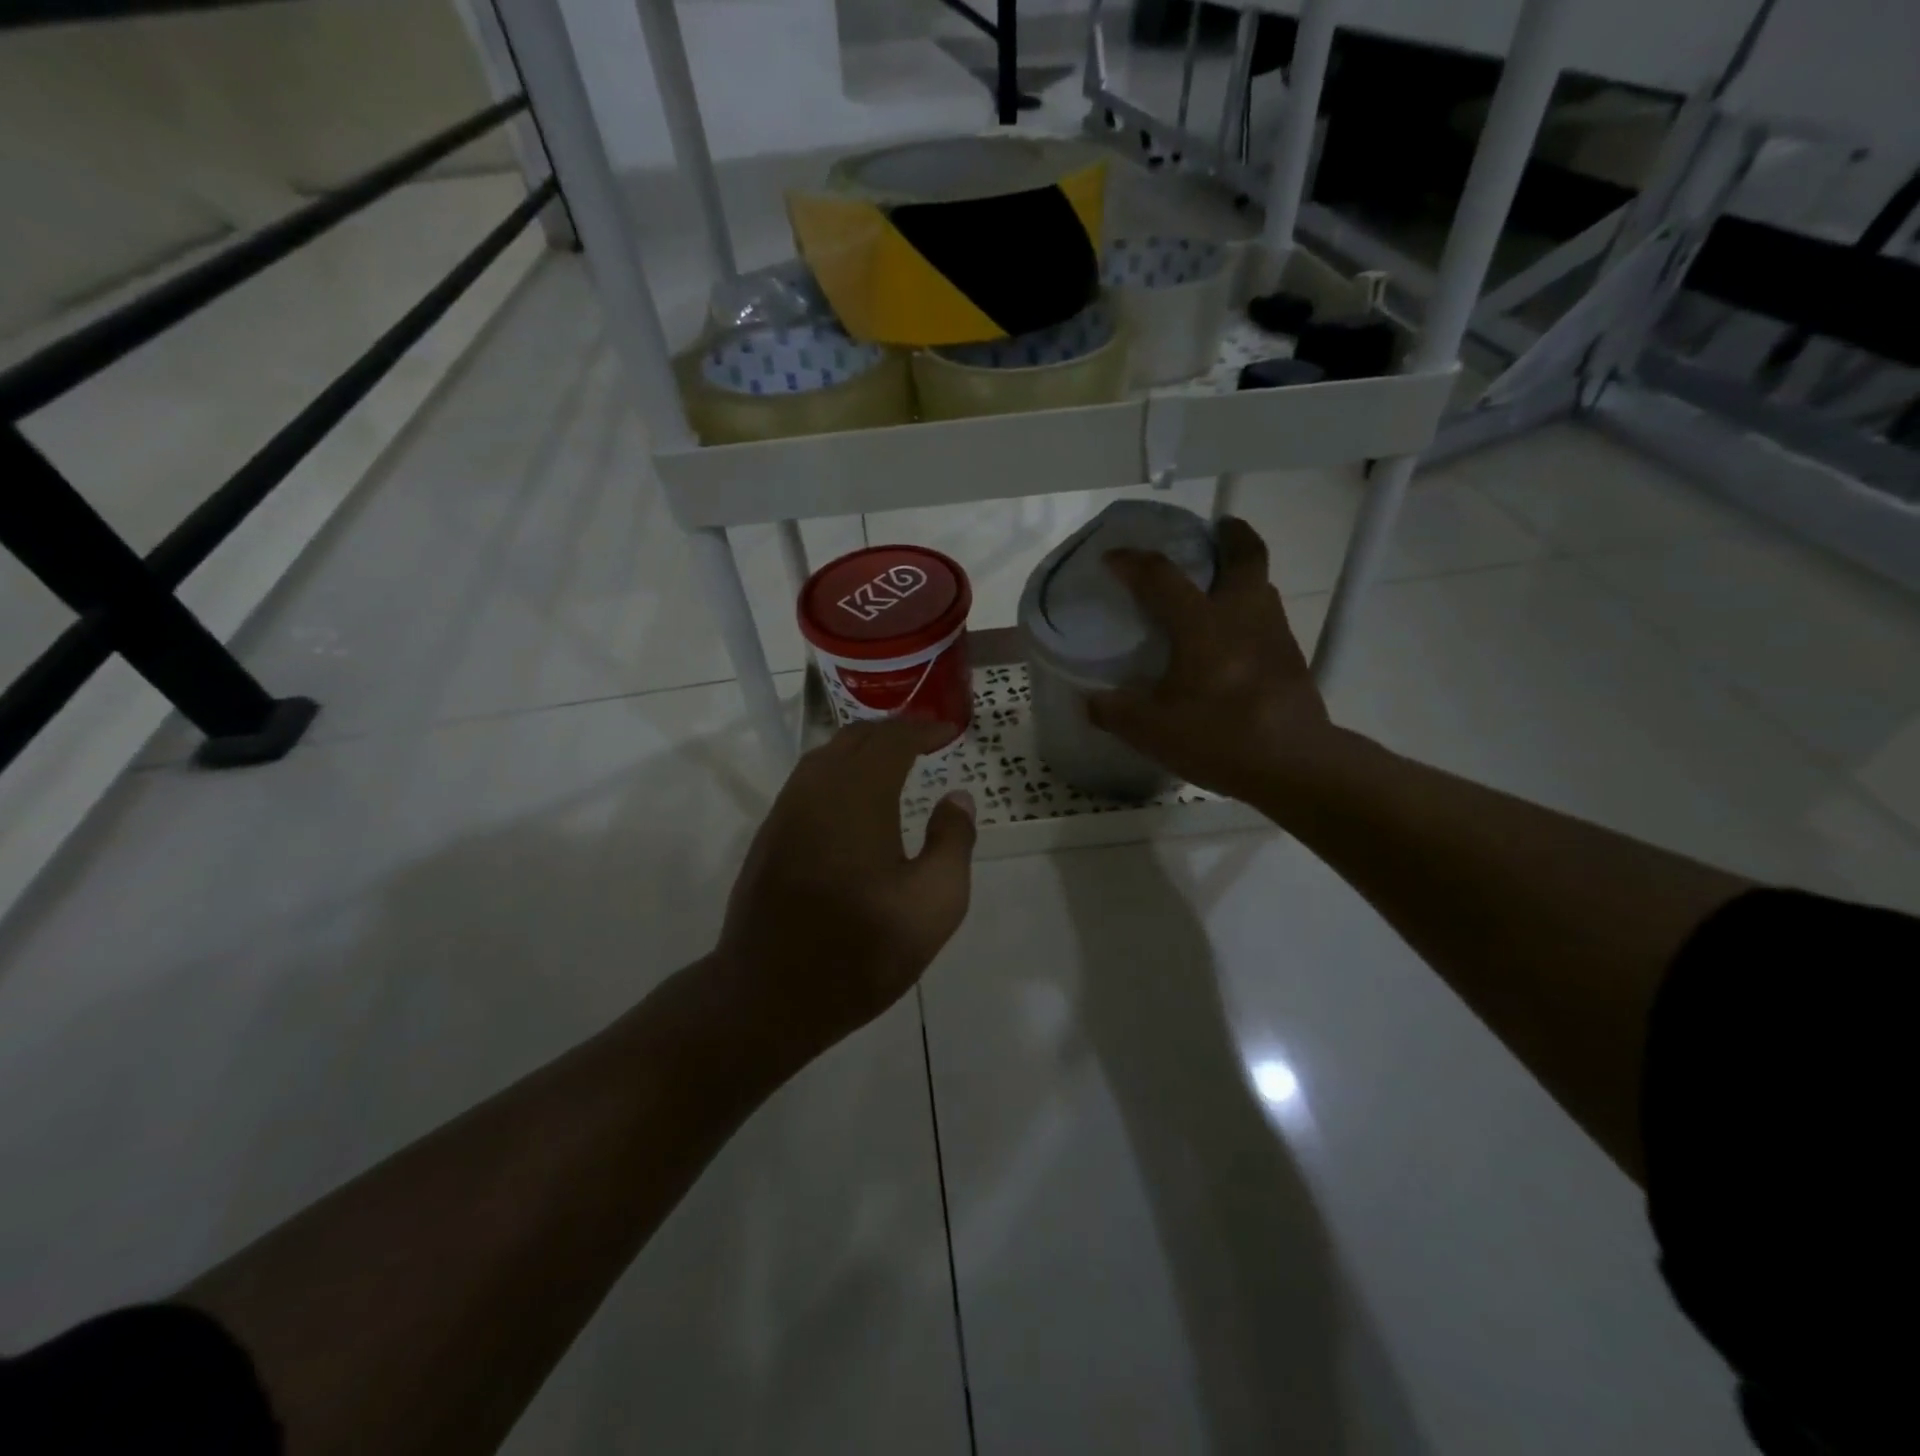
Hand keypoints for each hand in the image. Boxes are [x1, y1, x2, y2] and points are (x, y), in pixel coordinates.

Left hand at [716, 717, 976, 1053]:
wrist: (768, 995)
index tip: (949, 732)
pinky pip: (808, 781)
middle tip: (926, 741)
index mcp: (858, 796)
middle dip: (893, 732)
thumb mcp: (934, 904)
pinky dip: (839, 771)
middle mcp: (816, 789)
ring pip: (826, 756)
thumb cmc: (861, 951)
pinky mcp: (770, 835)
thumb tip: (957, 798)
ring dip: (863, 749)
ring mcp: (786, 811)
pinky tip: (855, 800)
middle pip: (855, 738)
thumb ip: (953, 841)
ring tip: (895, 763)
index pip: (892, 739)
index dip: (923, 728)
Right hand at [1088, 516, 1339, 805]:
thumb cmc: (1218, 738)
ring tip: (1217, 586)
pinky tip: (1233, 641)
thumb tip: (1091, 700)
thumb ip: (1113, 711)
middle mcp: (1243, 615)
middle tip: (1211, 531)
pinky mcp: (1291, 658)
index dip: (1133, 562)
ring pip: (1262, 584)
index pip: (1163, 576)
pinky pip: (1268, 617)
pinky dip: (1249, 612)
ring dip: (1242, 573)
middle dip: (1229, 534)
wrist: (1293, 765)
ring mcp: (1274, 634)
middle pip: (1246, 555)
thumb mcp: (1150, 730)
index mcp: (1203, 625)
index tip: (1112, 558)